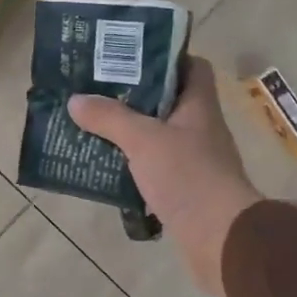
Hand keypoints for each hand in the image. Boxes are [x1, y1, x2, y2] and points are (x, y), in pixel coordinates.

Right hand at [68, 57, 261, 296]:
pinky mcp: (185, 191)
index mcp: (199, 106)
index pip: (191, 67)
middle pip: (169, 102)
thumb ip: (110, 117)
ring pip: (159, 137)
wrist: (220, 239)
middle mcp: (200, 129)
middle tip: (98, 90)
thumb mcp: (143, 140)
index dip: (165, 57)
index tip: (131, 57)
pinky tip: (107, 167)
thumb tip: (76, 100)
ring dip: (131, 133)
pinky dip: (133, 166)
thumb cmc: (187, 176)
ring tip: (94, 126)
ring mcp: (195, 161)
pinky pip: (155, 169)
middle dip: (135, 96)